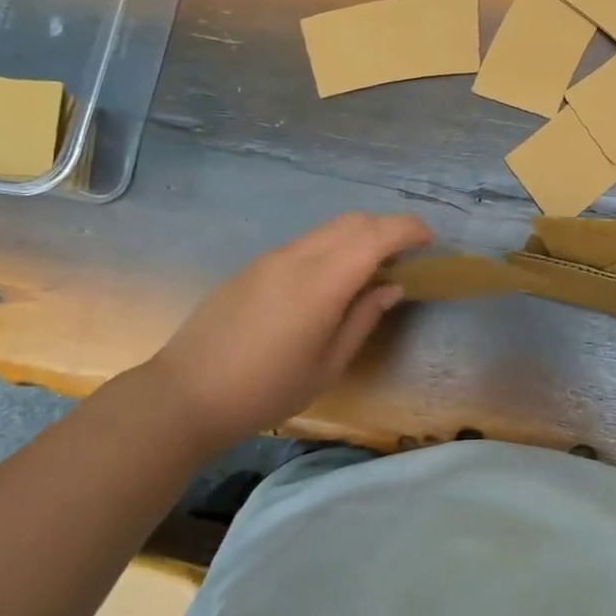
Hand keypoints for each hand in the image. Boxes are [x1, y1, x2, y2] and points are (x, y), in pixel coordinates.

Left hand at [143, 212, 431, 455]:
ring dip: (359, 236)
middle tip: (407, 254)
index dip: (408, 230)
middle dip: (387, 228)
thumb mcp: (327, 365)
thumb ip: (363, 319)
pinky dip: (333, 247)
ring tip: (373, 267)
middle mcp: (298, 257)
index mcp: (322, 282)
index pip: (376, 235)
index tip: (430, 241)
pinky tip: (332, 279)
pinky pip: (306, 243)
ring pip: (328, 229)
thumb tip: (391, 287)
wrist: (185, 394)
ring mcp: (272, 258)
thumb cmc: (266, 390)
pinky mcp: (255, 267)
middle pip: (353, 221)